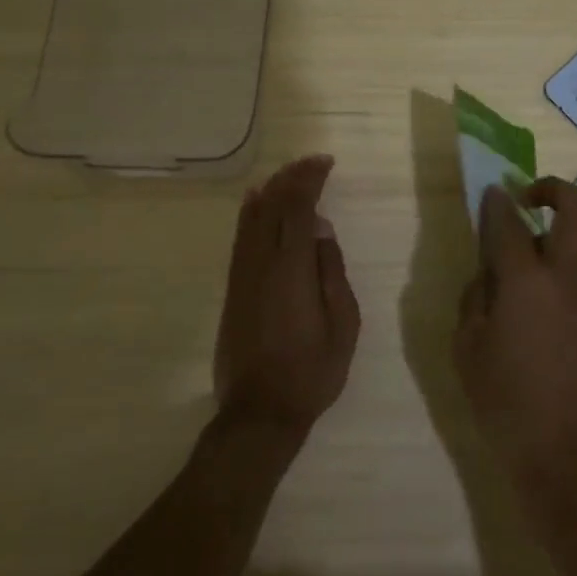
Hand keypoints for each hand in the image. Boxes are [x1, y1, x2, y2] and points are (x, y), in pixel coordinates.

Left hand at [214, 156, 360, 440]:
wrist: (260, 412)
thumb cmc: (312, 371)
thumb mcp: (343, 324)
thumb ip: (332, 271)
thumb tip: (321, 228)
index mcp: (292, 268)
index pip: (298, 208)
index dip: (310, 180)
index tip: (326, 163)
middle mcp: (262, 262)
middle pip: (272, 205)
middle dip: (292, 178)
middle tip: (313, 163)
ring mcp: (242, 274)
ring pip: (252, 218)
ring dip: (271, 190)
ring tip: (289, 174)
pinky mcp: (233, 288)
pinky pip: (241, 237)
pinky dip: (251, 212)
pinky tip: (257, 203)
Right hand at [453, 180, 576, 512]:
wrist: (571, 458)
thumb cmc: (506, 404)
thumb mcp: (468, 350)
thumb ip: (475, 298)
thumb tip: (489, 274)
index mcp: (527, 280)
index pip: (509, 220)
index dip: (496, 201)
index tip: (489, 193)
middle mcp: (567, 276)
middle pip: (574, 207)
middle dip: (550, 189)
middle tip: (523, 200)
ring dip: (552, 238)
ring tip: (518, 275)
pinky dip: (559, 272)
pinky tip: (536, 310)